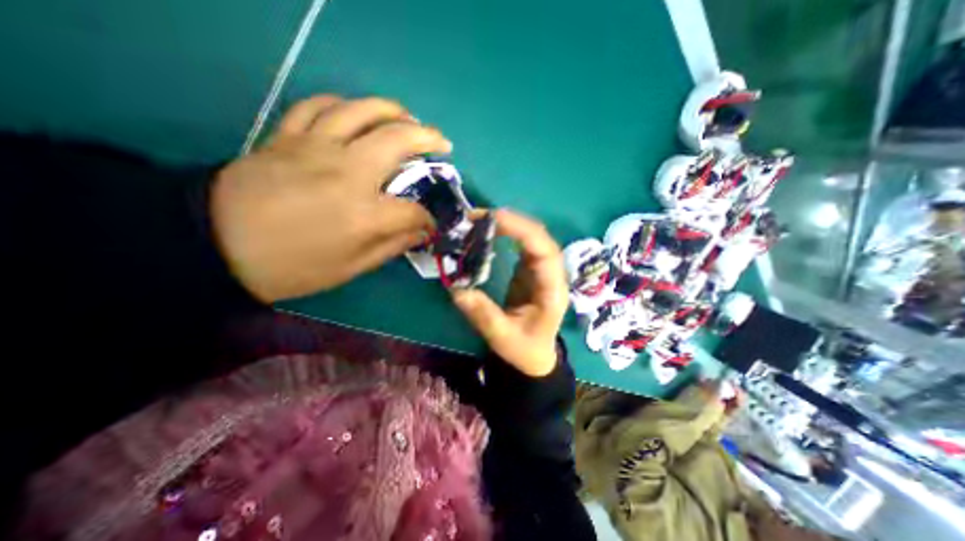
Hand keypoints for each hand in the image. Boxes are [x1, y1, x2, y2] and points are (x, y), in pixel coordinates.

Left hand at [210, 95, 450, 301]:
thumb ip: (391, 246)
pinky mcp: (288, 137)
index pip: (412, 210)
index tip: (430, 225)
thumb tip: (420, 233)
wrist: (215, 247)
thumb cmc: (292, 267)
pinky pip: (319, 106)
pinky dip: (343, 105)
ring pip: (362, 111)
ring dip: (393, 111)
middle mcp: (348, 172)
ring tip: (408, 118)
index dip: (428, 219)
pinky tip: (355, 113)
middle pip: (398, 141)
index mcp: (365, 213)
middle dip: (428, 139)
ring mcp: (316, 147)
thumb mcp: (350, 268)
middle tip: (442, 143)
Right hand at [451, 210, 567, 374]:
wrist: (535, 355)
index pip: (545, 252)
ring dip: (508, 225)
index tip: (495, 219)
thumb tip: (457, 289)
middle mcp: (551, 274)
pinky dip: (506, 234)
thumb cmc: (525, 349)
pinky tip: (488, 231)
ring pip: (531, 238)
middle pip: (539, 238)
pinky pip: (521, 244)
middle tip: (478, 217)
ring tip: (479, 221)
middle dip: (512, 222)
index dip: (523, 231)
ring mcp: (541, 270)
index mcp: (552, 290)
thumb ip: (483, 315)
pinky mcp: (530, 270)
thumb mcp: (503, 338)